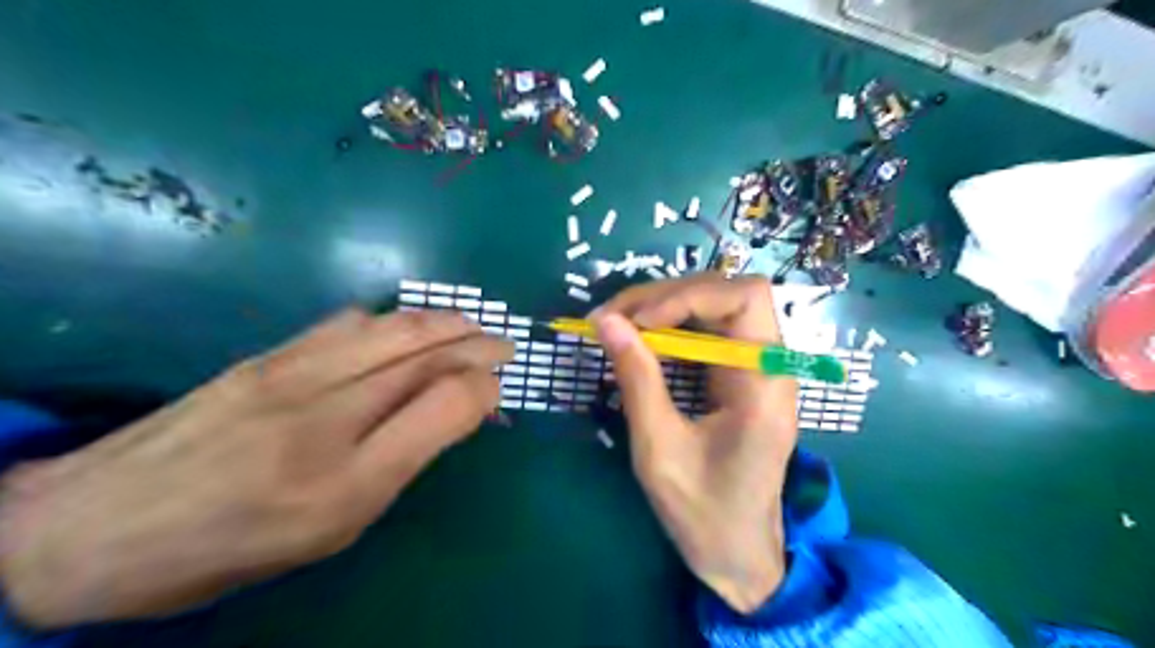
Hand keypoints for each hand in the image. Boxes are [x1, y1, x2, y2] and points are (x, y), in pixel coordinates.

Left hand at [1, 309, 513, 628]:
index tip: (498, 389)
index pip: (443, 403)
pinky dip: (392, 319)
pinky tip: (403, 326)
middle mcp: (325, 417)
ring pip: (392, 329)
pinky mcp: (266, 355)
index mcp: (346, 481)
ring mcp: (291, 374)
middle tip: (505, 343)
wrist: (96, 527)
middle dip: (477, 342)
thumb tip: (450, 412)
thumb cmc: (232, 545)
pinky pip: (347, 322)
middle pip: (424, 355)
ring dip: (444, 321)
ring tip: (470, 325)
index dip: (484, 387)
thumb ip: (399, 462)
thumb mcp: (332, 528)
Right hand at [589, 273, 798, 611]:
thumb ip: (637, 380)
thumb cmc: (703, 512)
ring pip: (715, 305)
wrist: (739, 553)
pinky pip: (708, 330)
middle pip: (727, 292)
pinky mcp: (740, 376)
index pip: (744, 297)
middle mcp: (770, 364)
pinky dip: (670, 326)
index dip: (687, 295)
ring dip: (663, 307)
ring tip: (616, 324)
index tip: (635, 322)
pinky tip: (639, 340)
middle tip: (611, 318)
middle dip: (666, 296)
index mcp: (764, 383)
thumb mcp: (659, 448)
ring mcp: (757, 368)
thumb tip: (606, 322)